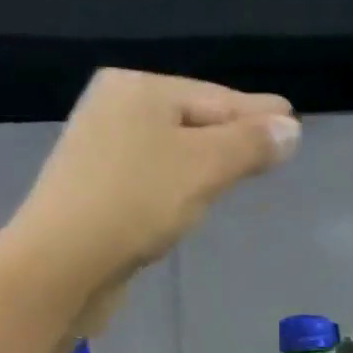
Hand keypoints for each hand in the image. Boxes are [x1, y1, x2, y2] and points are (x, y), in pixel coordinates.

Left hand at [13, 71, 299, 304]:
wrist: (59, 264)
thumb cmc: (135, 203)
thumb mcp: (203, 167)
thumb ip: (249, 145)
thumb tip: (290, 128)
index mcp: (138, 88)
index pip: (216, 97)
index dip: (258, 114)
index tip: (292, 120)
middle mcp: (113, 109)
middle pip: (192, 120)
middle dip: (233, 135)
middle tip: (274, 144)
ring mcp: (98, 152)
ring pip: (170, 151)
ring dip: (205, 161)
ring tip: (241, 168)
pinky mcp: (92, 192)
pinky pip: (151, 178)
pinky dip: (178, 184)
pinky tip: (192, 197)